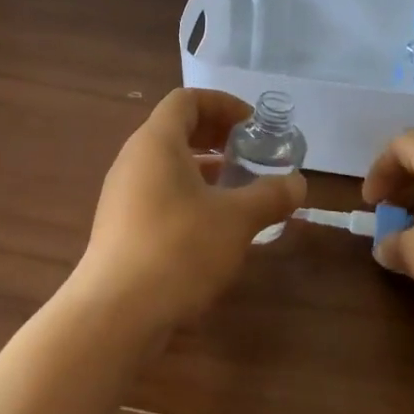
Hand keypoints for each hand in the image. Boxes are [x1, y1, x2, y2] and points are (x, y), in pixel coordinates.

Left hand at [73, 89, 306, 338]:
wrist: (115, 314)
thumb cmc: (178, 249)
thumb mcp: (236, 220)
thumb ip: (270, 196)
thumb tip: (297, 184)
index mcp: (156, 142)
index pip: (187, 100)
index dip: (223, 104)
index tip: (253, 125)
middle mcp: (133, 159)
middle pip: (175, 129)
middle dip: (216, 135)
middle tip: (250, 153)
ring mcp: (122, 194)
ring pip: (167, 164)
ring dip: (204, 168)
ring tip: (238, 188)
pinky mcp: (120, 226)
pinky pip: (158, 192)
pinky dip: (188, 194)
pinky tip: (213, 225)